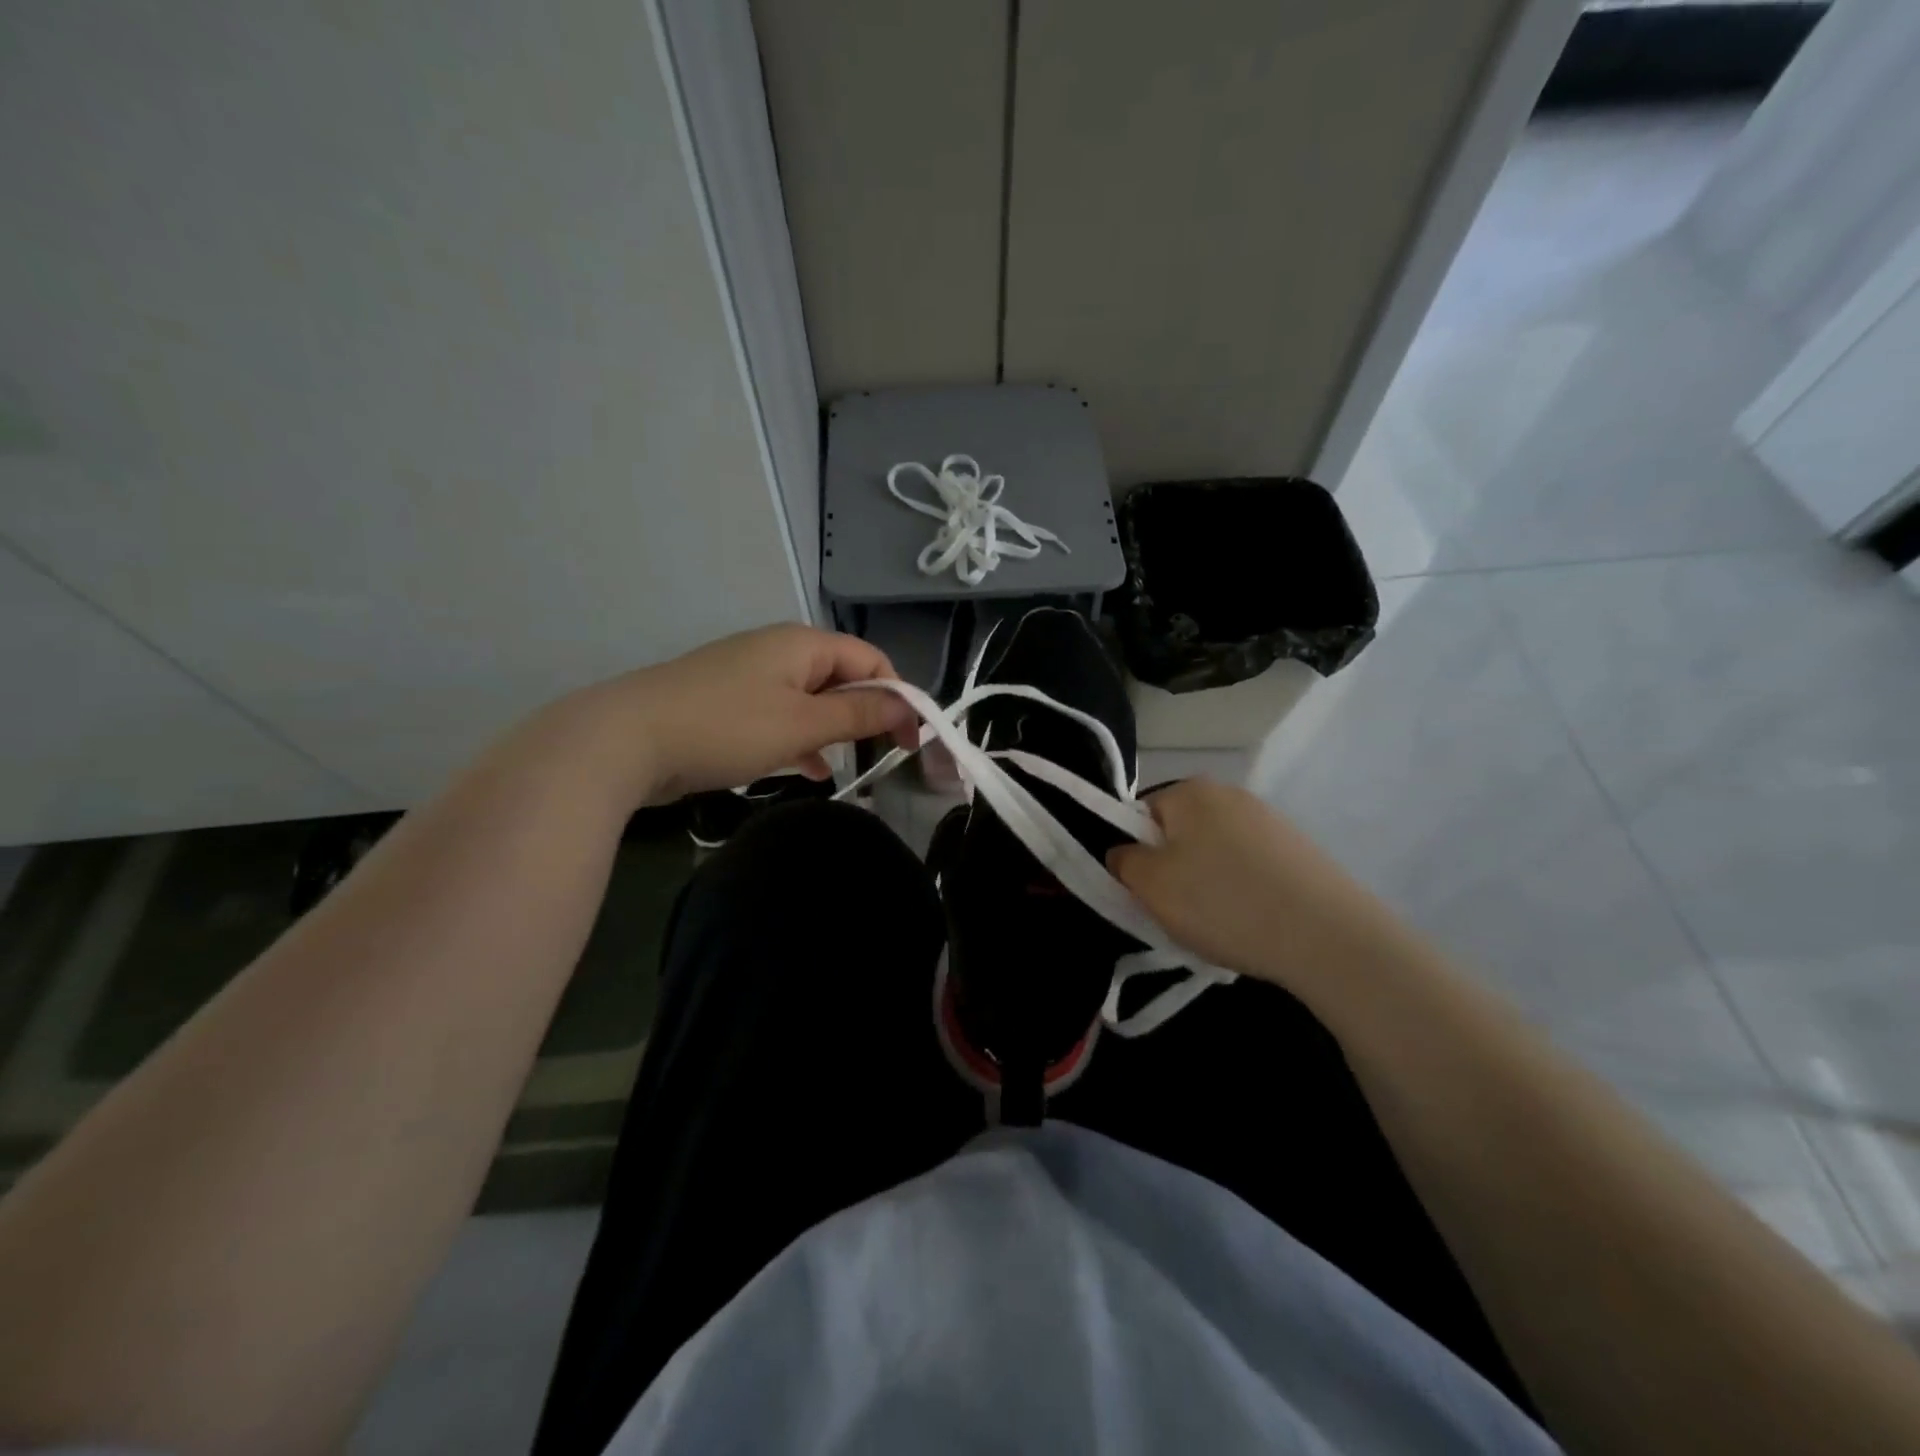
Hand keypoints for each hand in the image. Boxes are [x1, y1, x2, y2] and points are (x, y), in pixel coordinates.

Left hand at [544, 624, 918, 807]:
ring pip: (811, 701)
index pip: (871, 661)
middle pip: (842, 678)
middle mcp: (779, 651)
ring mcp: (749, 677)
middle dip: (867, 715)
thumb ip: (859, 715)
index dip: (898, 698)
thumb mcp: (802, 724)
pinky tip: (809, 770)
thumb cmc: (726, 726)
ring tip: (850, 766)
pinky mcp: (727, 704)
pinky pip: (780, 717)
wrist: (626, 740)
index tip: (910, 743)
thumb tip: (909, 707)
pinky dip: (800, 739)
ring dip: (834, 730)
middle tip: (884, 756)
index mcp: (803, 644)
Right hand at [1106, 778, 1403, 992]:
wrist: (1328, 937)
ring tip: (1220, 924)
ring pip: (1215, 854)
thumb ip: (1124, 863)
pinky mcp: (1299, 851)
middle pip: (1179, 833)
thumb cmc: (1224, 903)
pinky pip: (1250, 869)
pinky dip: (1243, 892)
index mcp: (1190, 791)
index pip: (1140, 815)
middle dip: (1173, 870)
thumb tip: (1124, 853)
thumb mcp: (1152, 886)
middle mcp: (1230, 794)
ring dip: (1208, 884)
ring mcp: (1270, 821)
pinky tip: (1253, 923)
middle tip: (1179, 912)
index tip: (1147, 892)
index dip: (1136, 855)